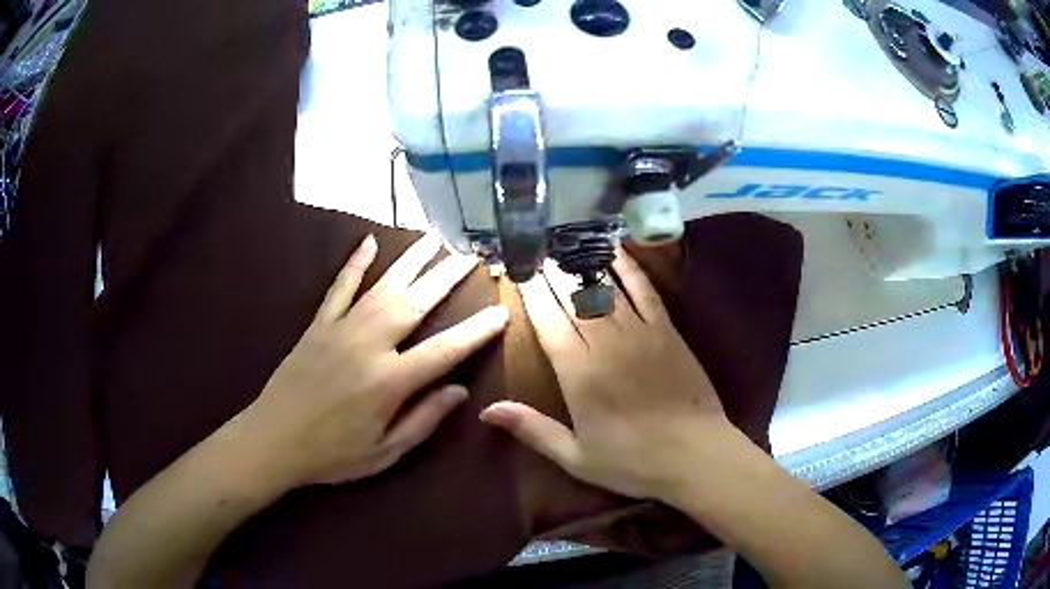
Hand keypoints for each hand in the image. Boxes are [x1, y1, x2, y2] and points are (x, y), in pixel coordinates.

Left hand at [242, 234, 508, 488]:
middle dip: (446, 278)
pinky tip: (369, 241)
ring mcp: (340, 330)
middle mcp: (368, 345)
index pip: (444, 350)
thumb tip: (459, 390)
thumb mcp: (385, 453)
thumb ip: (423, 420)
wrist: (273, 440)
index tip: (501, 312)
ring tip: (435, 239)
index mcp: (389, 382)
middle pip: (415, 304)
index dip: (476, 331)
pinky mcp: (318, 325)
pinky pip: (339, 288)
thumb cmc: (332, 454)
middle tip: (470, 256)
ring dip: (412, 261)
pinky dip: (355, 263)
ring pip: (383, 287)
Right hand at [480, 249, 738, 501]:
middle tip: (536, 250)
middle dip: (551, 273)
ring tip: (563, 244)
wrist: (695, 455)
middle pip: (572, 300)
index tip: (518, 272)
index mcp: (579, 375)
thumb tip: (486, 411)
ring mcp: (640, 333)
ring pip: (604, 289)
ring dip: (581, 264)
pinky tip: (615, 250)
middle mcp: (605, 345)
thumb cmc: (632, 462)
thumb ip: (532, 429)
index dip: (531, 295)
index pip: (548, 323)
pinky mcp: (667, 331)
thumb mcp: (576, 457)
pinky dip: (629, 269)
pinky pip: (645, 291)